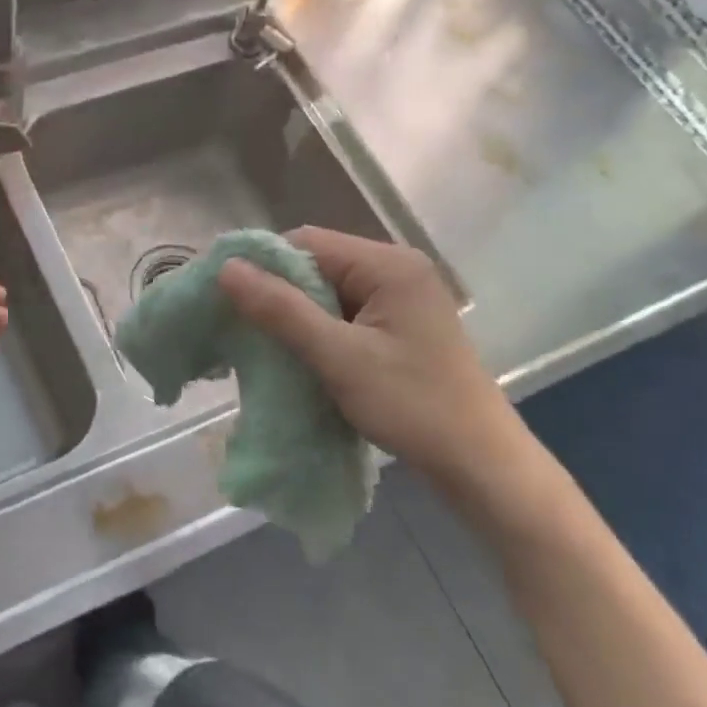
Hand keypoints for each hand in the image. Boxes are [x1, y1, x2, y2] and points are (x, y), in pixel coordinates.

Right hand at [218, 227, 541, 506]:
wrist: (479, 464)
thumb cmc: (411, 405)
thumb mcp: (338, 357)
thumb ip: (281, 309)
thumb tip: (227, 267)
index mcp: (389, 264)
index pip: (307, 242)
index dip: (264, 266)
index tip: (228, 298)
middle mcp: (397, 269)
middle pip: (317, 265)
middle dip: (279, 294)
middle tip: (243, 327)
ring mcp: (401, 298)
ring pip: (327, 292)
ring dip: (296, 316)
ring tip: (266, 344)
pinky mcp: (400, 325)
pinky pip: (344, 313)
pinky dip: (318, 331)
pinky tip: (300, 354)